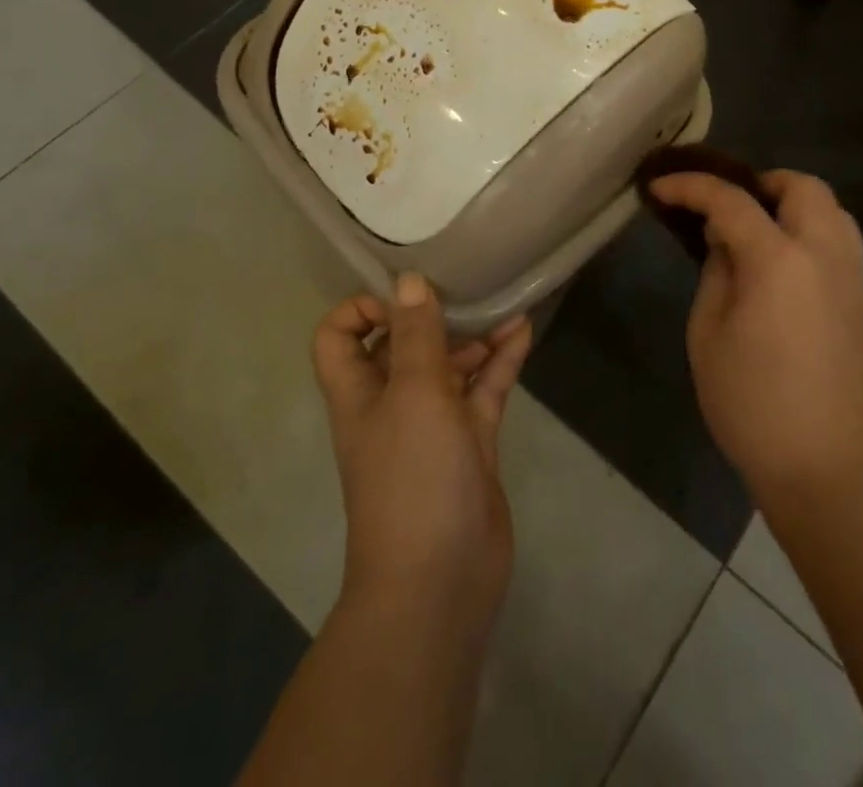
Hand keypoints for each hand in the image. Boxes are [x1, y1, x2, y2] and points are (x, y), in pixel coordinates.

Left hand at [312, 275, 532, 626]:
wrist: (441, 582)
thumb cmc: (413, 477)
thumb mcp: (414, 394)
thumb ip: (414, 335)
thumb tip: (407, 280)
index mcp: (359, 392)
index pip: (339, 337)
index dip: (360, 309)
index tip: (402, 296)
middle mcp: (391, 403)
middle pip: (401, 345)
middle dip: (429, 315)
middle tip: (463, 288)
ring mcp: (433, 425)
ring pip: (448, 365)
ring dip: (472, 336)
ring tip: (503, 306)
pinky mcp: (469, 444)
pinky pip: (483, 390)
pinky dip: (500, 361)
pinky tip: (523, 332)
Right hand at [648, 169, 862, 506]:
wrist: (828, 471)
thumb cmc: (751, 404)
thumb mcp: (708, 334)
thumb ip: (716, 272)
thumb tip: (725, 242)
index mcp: (780, 260)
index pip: (731, 200)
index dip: (690, 187)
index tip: (660, 188)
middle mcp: (825, 256)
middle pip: (804, 187)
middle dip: (760, 183)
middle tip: (725, 208)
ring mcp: (854, 280)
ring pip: (832, 212)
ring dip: (792, 206)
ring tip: (756, 233)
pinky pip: (841, 245)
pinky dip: (809, 235)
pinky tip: (781, 270)